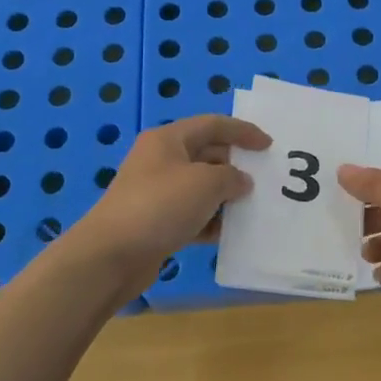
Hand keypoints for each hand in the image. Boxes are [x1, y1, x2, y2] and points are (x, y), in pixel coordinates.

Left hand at [64, 115, 269, 295]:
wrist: (111, 256)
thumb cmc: (160, 206)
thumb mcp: (206, 183)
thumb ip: (232, 177)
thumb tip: (240, 182)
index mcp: (168, 139)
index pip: (213, 124)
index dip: (243, 131)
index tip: (269, 145)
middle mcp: (161, 161)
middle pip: (207, 154)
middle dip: (236, 165)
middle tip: (265, 178)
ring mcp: (157, 193)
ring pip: (200, 188)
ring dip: (226, 196)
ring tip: (253, 207)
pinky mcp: (156, 223)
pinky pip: (192, 215)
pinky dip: (211, 221)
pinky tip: (230, 234)